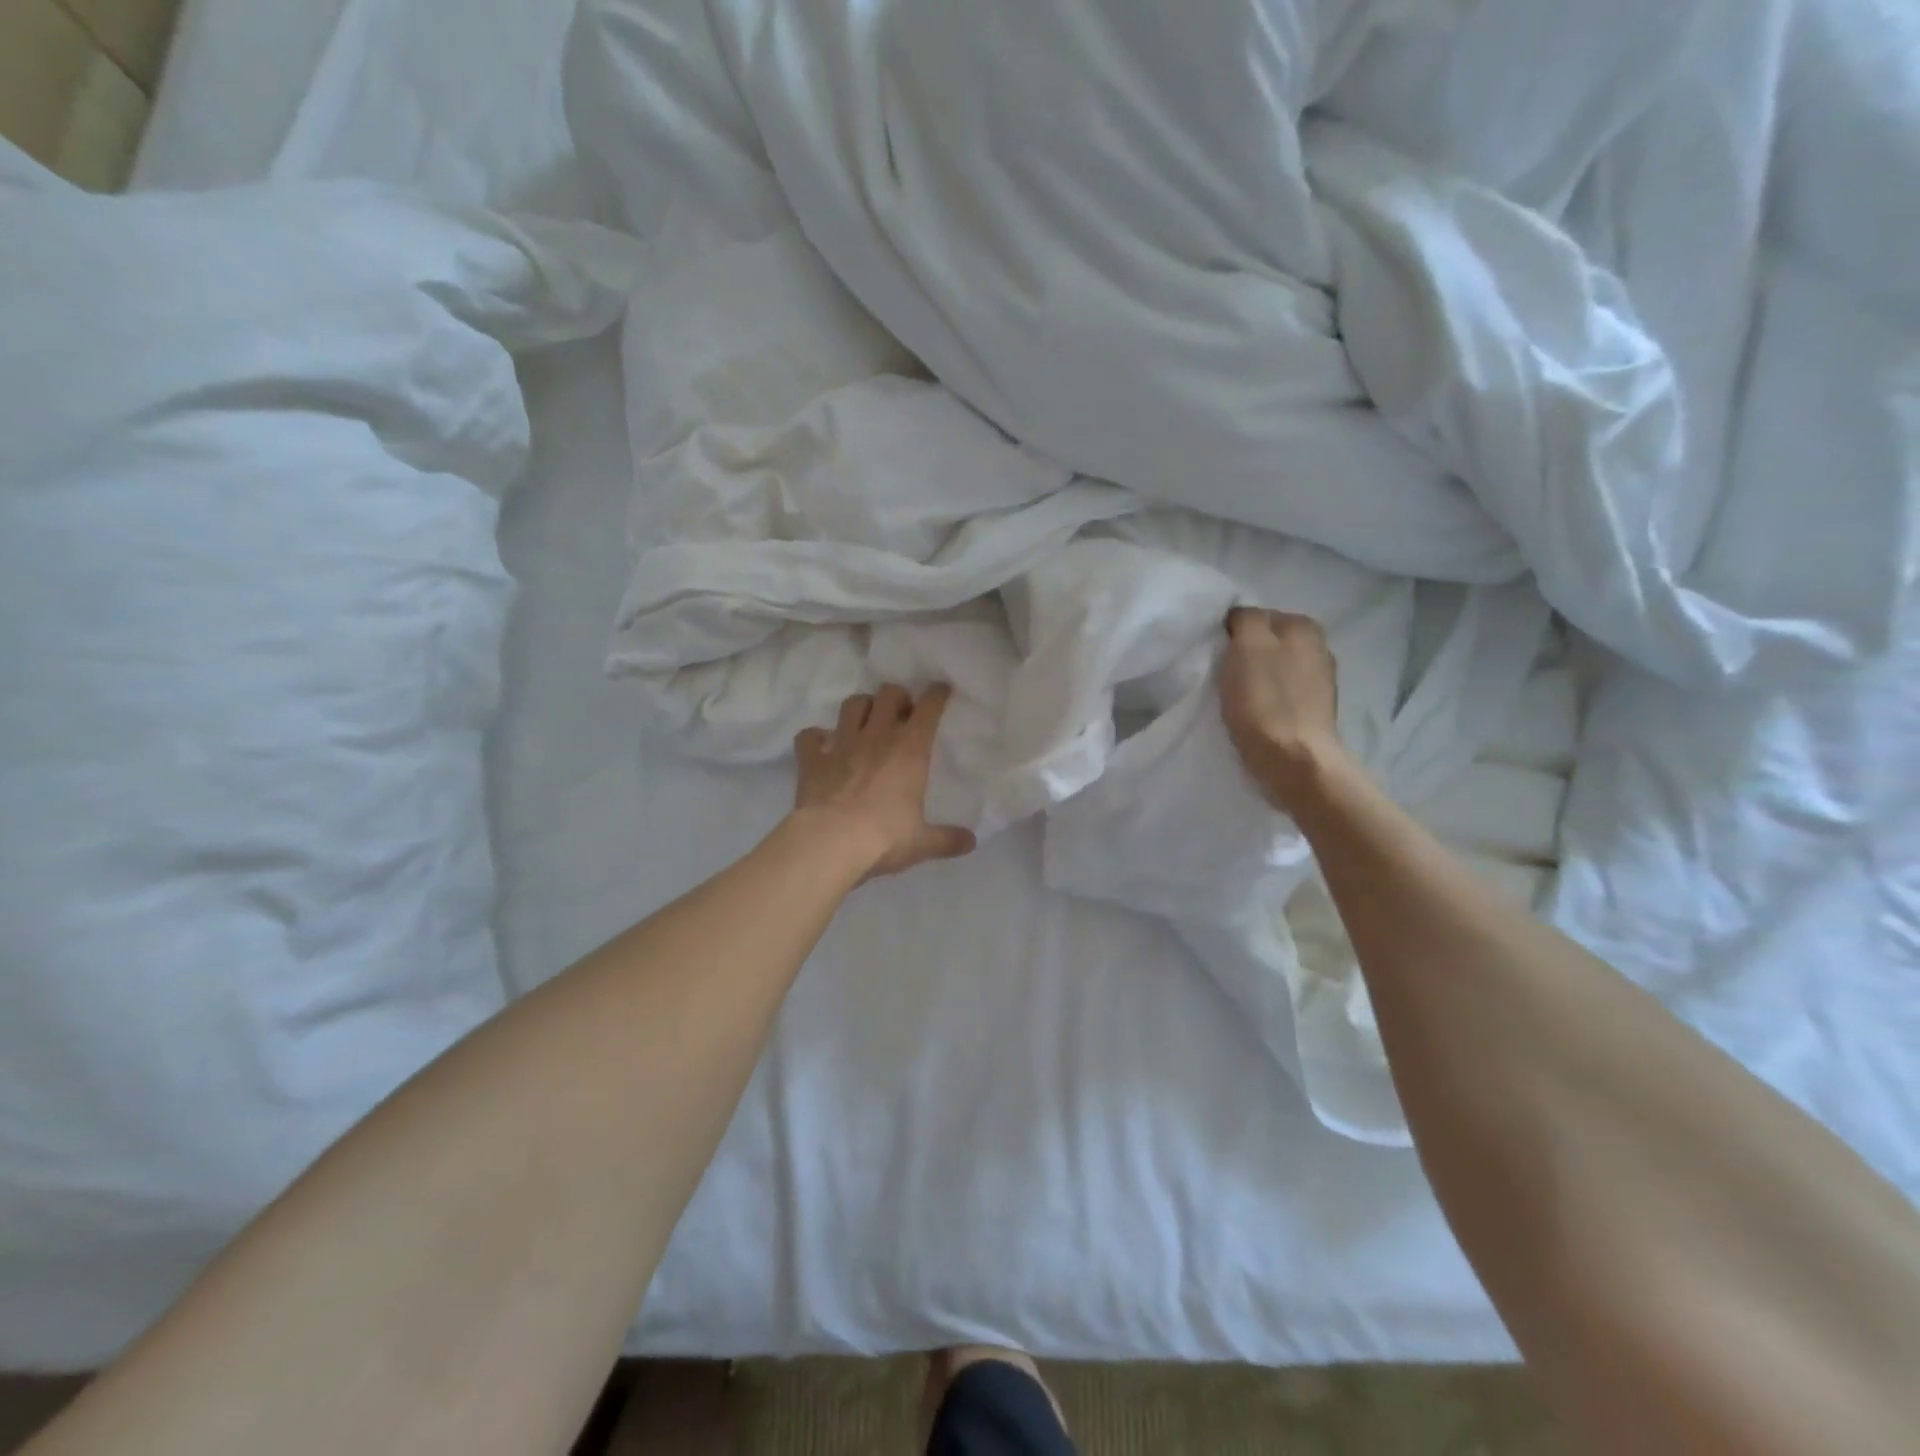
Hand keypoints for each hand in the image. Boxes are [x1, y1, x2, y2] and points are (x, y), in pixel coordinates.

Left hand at [792, 684, 976, 880]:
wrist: (830, 843)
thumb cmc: (884, 838)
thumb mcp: (922, 842)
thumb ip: (947, 839)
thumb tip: (971, 842)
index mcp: (909, 750)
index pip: (928, 708)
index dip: (936, 695)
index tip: (941, 690)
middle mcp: (876, 737)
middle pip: (888, 695)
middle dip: (897, 697)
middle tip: (902, 712)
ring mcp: (841, 744)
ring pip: (852, 705)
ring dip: (862, 707)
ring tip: (867, 720)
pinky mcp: (812, 759)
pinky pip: (809, 736)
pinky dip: (816, 737)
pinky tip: (821, 745)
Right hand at [1220, 607, 1344, 812]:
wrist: (1294, 762)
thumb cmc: (1265, 701)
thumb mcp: (1248, 646)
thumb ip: (1246, 619)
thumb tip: (1241, 616)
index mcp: (1304, 626)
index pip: (1256, 615)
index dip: (1231, 633)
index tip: (1217, 654)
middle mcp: (1319, 647)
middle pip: (1267, 642)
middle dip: (1245, 655)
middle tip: (1222, 675)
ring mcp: (1320, 682)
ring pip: (1274, 668)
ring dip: (1254, 678)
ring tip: (1235, 697)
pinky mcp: (1314, 711)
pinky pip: (1280, 694)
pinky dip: (1266, 700)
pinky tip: (1253, 714)